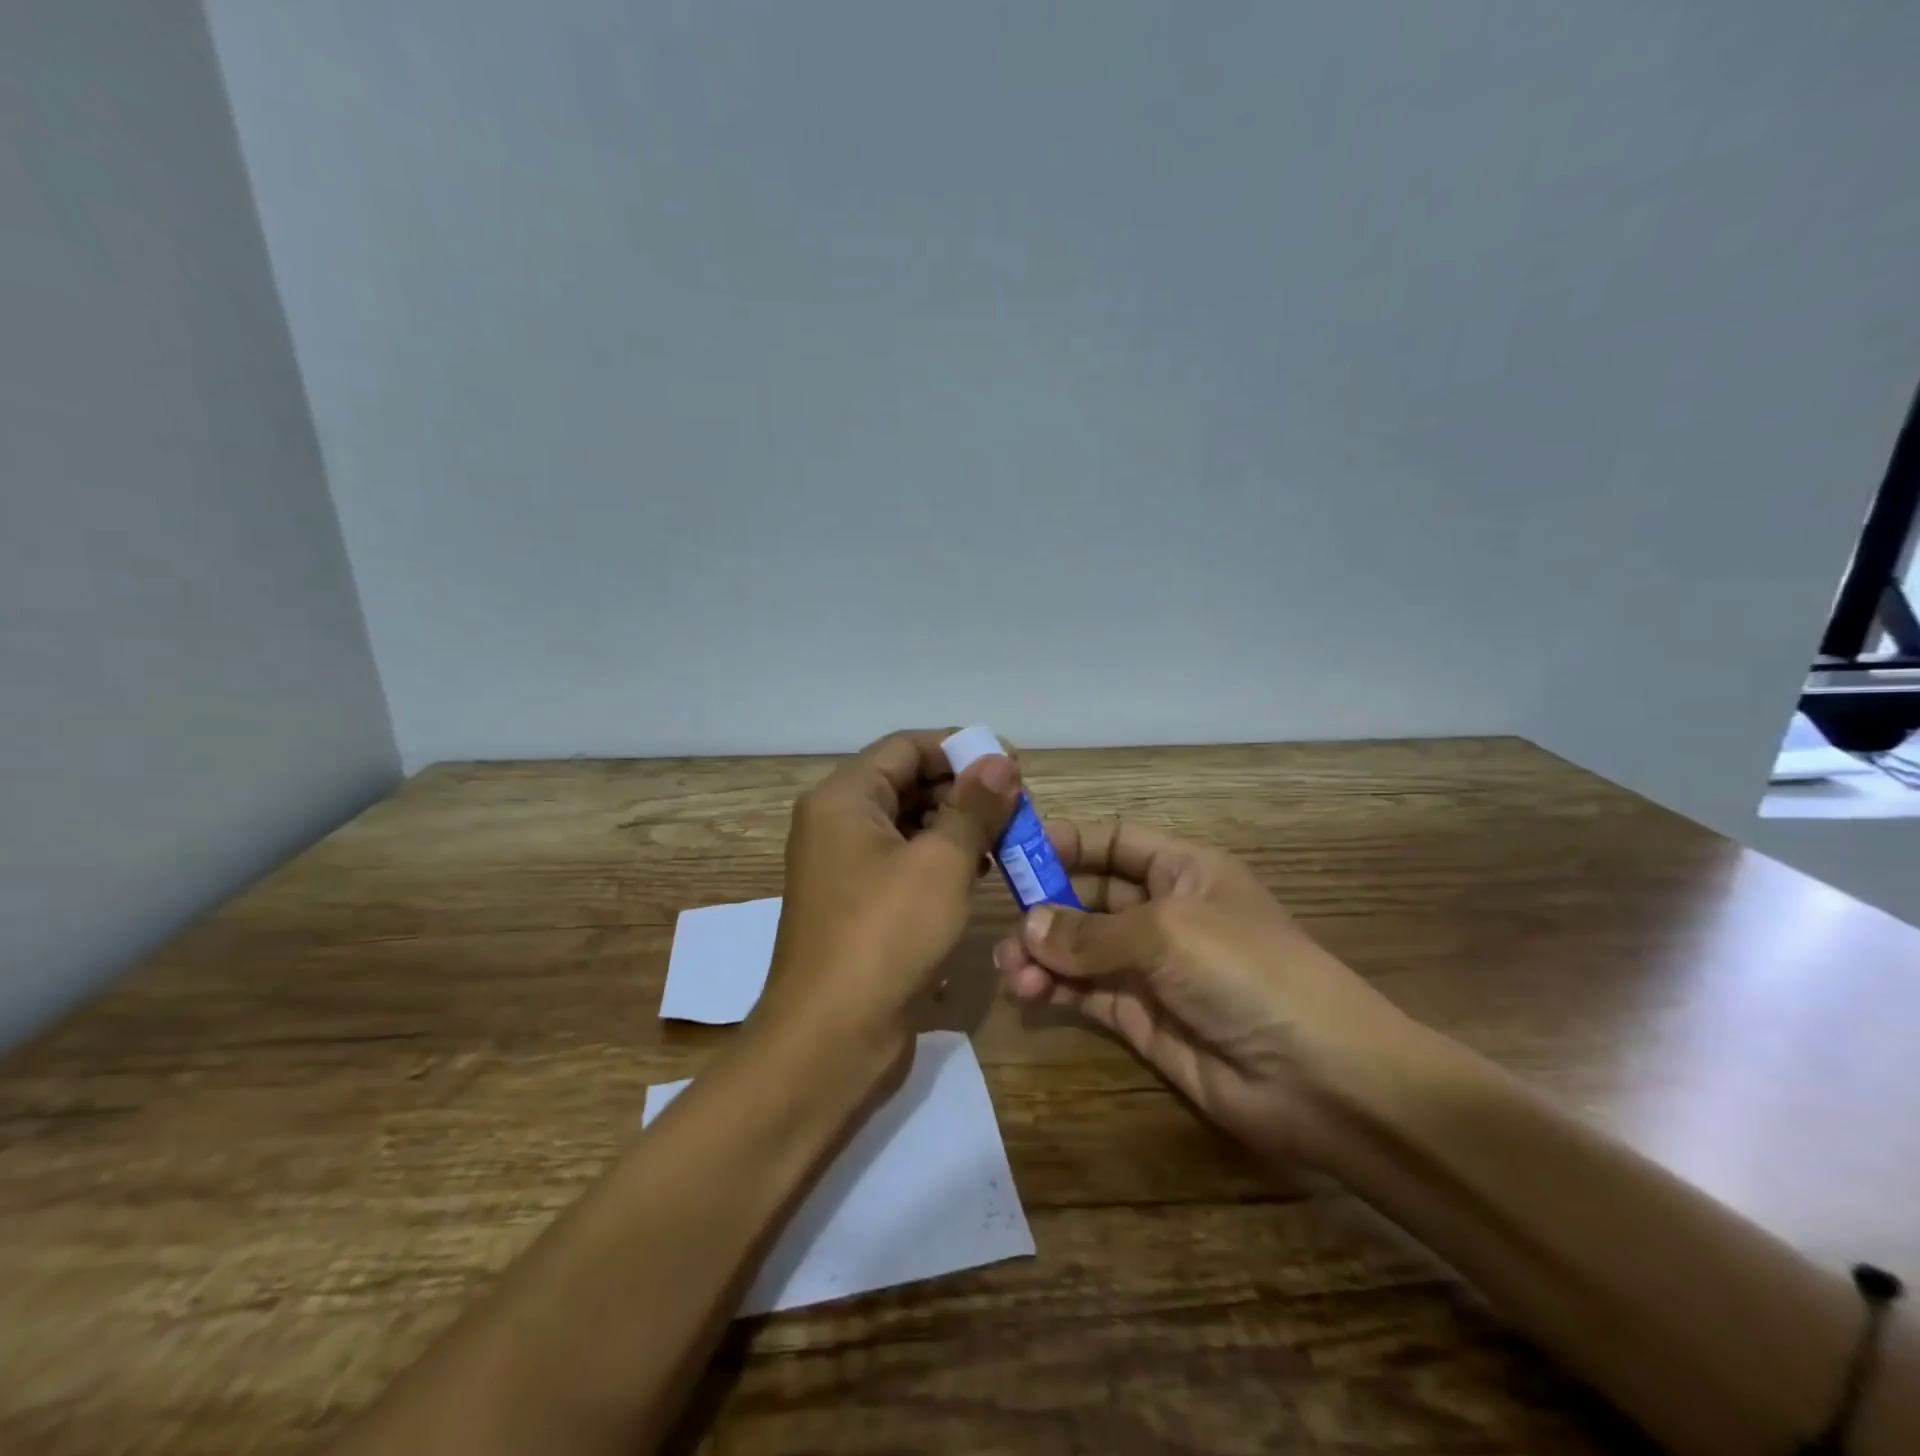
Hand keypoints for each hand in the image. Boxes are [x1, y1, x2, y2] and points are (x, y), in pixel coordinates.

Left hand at [756, 729, 1019, 1068]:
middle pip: (906, 782)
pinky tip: (978, 872)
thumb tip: (1000, 760)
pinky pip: (903, 863)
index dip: (961, 748)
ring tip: (1005, 838)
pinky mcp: (858, 906)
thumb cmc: (885, 936)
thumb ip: (974, 807)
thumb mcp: (941, 864)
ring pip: (907, 825)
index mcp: (843, 799)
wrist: (830, 1040)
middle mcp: (836, 824)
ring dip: (957, 825)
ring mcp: (843, 868)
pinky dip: (941, 860)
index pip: (906, 747)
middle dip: (963, 789)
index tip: (1011, 764)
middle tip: (1016, 806)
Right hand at [993, 819, 1413, 1168]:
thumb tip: (1027, 926)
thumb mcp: (1167, 932)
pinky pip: (1087, 993)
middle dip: (1046, 904)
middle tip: (1003, 922)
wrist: (1320, 1079)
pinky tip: (1029, 992)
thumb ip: (1091, 931)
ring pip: (1081, 948)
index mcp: (1183, 870)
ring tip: (1011, 969)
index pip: (1115, 841)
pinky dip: (1055, 989)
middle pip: (1090, 894)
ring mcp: (1152, 968)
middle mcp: (1164, 912)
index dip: (1067, 841)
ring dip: (1043, 952)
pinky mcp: (1142, 1019)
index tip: (1014, 849)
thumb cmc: (1247, 972)